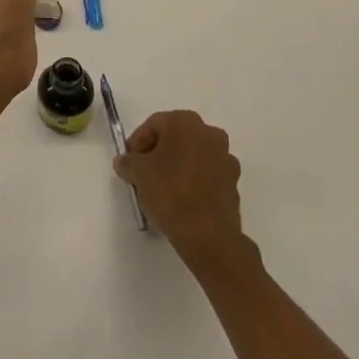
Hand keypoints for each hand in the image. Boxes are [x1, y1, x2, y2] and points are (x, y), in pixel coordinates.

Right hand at [114, 111, 243, 260]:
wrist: (208, 235)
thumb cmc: (170, 192)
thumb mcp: (138, 173)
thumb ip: (128, 162)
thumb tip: (124, 162)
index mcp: (185, 122)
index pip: (153, 125)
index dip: (137, 143)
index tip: (129, 163)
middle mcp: (209, 133)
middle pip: (175, 138)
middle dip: (158, 153)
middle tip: (144, 173)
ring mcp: (226, 158)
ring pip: (193, 156)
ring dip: (178, 166)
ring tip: (163, 189)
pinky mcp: (234, 184)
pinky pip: (207, 175)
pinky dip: (194, 182)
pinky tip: (182, 200)